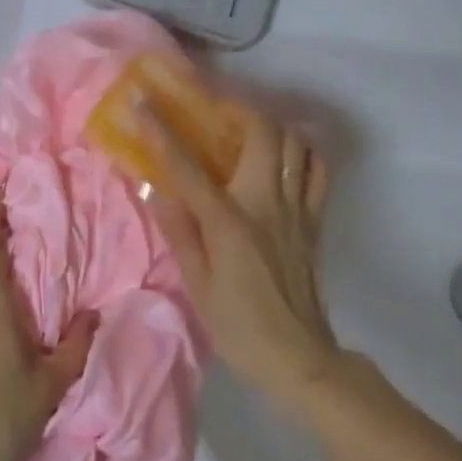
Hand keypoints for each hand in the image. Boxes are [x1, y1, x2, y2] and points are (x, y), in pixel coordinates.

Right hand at [142, 102, 338, 407]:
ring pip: (294, 143)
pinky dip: (304, 152)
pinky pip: (317, 171)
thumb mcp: (197, 286)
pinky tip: (285, 155)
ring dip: (271, 126)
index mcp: (229, 221)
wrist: (300, 359)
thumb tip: (158, 190)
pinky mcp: (314, 220)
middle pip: (262, 133)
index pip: (189, 165)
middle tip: (214, 111)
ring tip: (247, 129)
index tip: (144, 101)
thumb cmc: (240, 327)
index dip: (162, 129)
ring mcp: (296, 209)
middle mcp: (266, 203)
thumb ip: (180, 233)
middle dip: (237, 109)